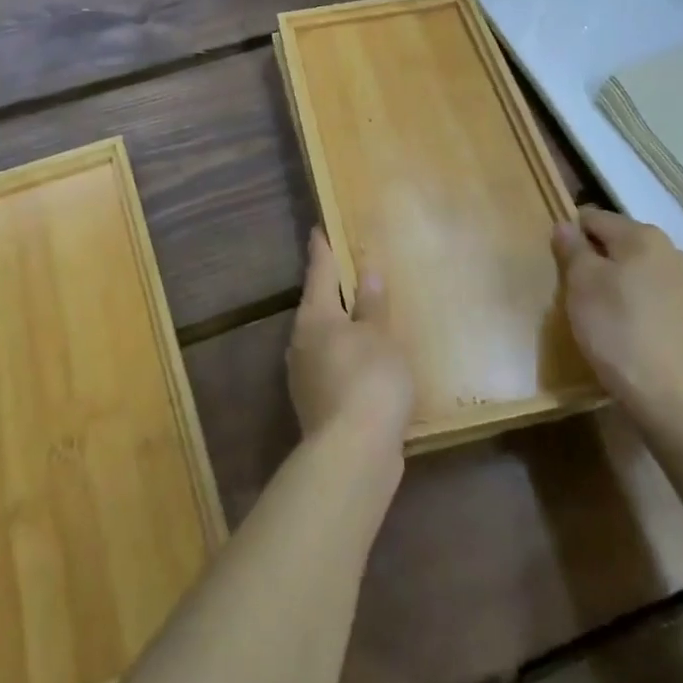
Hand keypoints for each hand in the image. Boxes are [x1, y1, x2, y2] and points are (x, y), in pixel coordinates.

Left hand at [286, 229, 413, 457]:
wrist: (353, 454)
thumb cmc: (369, 379)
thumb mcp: (379, 335)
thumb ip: (372, 304)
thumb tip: (366, 272)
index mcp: (315, 316)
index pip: (319, 271)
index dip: (322, 249)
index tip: (319, 229)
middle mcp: (302, 342)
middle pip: (316, 306)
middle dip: (330, 290)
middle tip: (348, 272)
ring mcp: (306, 376)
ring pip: (323, 339)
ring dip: (340, 327)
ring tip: (362, 318)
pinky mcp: (317, 405)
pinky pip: (332, 367)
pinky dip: (347, 358)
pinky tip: (366, 365)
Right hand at [553, 207, 682, 410]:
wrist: (664, 392)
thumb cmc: (614, 327)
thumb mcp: (581, 282)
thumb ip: (572, 247)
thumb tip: (566, 225)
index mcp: (642, 235)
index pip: (594, 218)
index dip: (572, 237)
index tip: (562, 264)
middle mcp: (670, 248)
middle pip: (618, 239)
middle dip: (597, 256)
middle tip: (579, 287)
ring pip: (638, 265)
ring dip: (618, 276)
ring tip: (604, 307)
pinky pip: (654, 289)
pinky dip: (638, 296)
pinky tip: (629, 322)